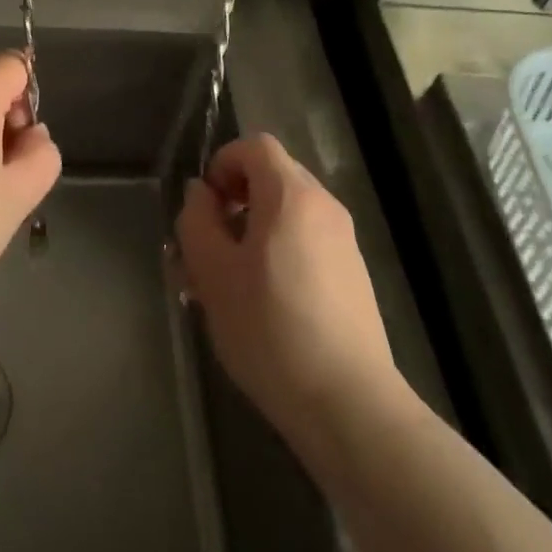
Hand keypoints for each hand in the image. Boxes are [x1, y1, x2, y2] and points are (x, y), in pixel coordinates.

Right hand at [176, 134, 396, 440]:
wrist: (350, 405)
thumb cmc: (271, 329)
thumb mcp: (214, 273)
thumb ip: (198, 221)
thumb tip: (200, 193)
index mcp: (291, 195)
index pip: (255, 146)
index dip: (223, 163)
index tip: (204, 206)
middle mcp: (323, 206)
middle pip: (272, 177)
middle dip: (234, 201)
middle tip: (207, 245)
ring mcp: (343, 241)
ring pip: (287, 214)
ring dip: (252, 231)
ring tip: (226, 282)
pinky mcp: (353, 275)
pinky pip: (306, 242)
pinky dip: (278, 252)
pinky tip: (260, 303)